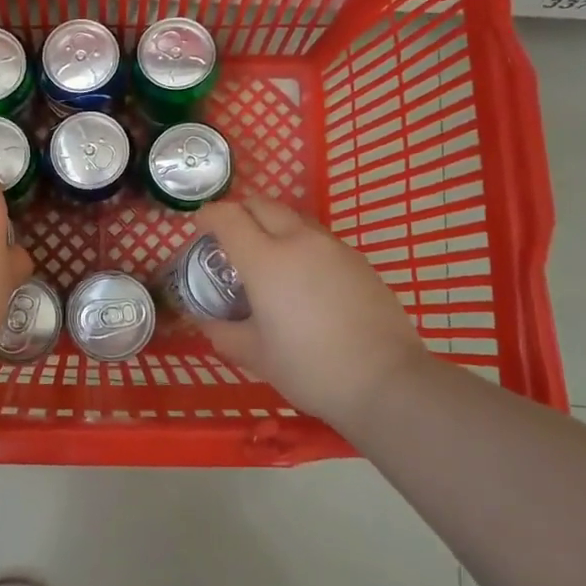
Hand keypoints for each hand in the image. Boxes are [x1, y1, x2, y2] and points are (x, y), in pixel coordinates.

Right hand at [199, 197, 429, 428]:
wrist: (386, 381)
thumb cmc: (311, 368)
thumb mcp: (256, 356)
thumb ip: (224, 333)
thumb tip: (207, 322)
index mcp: (265, 260)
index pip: (228, 217)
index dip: (208, 216)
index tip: (199, 228)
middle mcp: (299, 241)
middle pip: (262, 205)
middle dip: (240, 212)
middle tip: (230, 238)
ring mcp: (334, 248)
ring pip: (294, 219)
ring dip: (273, 226)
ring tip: (268, 259)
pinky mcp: (359, 261)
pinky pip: (320, 240)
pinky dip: (301, 246)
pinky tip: (304, 281)